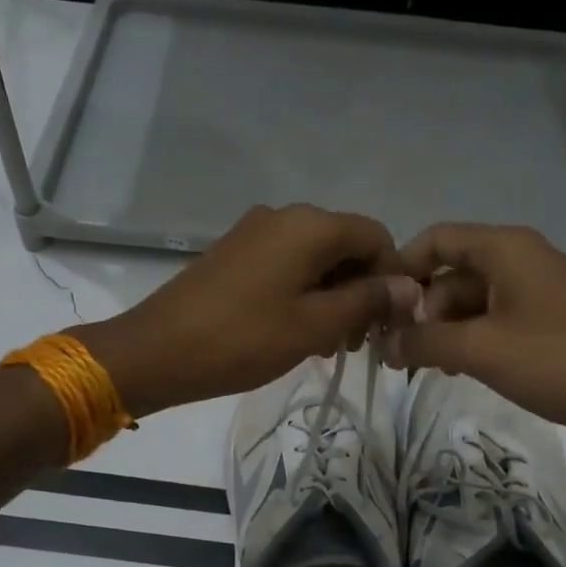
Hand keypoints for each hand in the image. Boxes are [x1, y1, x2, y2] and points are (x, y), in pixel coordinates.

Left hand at [77, 205, 418, 416]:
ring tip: (326, 344)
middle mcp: (285, 215)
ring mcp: (255, 231)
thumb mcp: (315, 325)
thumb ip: (367, 300)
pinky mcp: (234, 252)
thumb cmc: (243, 339)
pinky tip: (296, 331)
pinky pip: (285, 264)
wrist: (156, 351)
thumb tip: (409, 285)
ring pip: (315, 258)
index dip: (392, 277)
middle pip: (345, 246)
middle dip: (360, 291)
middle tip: (354, 343)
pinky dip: (302, 293)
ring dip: (331, 296)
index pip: (376, 236)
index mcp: (310, 225)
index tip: (387, 323)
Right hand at [383, 223, 565, 446]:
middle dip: (421, 309)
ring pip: (471, 300)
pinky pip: (494, 321)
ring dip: (443, 329)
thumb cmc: (558, 362)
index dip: (401, 268)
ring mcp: (536, 292)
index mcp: (506, 248)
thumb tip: (382, 344)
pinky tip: (457, 370)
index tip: (376, 308)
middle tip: (398, 352)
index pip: (436, 239)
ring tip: (425, 367)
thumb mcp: (480, 350)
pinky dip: (470, 340)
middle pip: (451, 273)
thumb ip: (423, 342)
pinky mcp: (546, 323)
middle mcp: (520, 260)